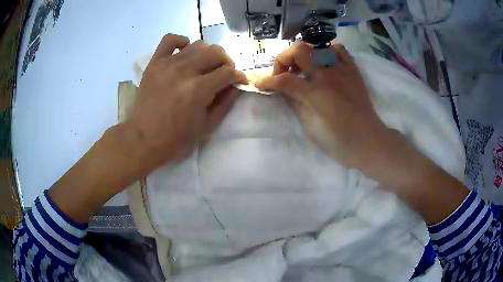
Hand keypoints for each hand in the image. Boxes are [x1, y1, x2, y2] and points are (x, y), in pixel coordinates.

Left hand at [127, 34, 246, 173]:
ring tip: (204, 66)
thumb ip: (225, 103)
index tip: (240, 81)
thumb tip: (236, 85)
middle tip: (223, 73)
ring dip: (208, 54)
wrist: (144, 139)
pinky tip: (185, 51)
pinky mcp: (155, 63)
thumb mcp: (207, 125)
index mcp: (199, 89)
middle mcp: (185, 71)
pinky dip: (181, 41)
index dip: (239, 76)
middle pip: (216, 53)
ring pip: (198, 44)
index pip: (228, 72)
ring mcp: (168, 64)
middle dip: (226, 62)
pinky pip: (170, 40)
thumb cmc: (177, 138)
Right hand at [258, 42, 469, 224]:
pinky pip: (339, 50)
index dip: (267, 81)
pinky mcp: (354, 71)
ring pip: (317, 47)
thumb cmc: (340, 142)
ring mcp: (343, 70)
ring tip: (303, 69)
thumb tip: (285, 91)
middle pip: (299, 50)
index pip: (284, 80)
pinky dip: (327, 52)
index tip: (260, 85)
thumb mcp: (312, 128)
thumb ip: (296, 104)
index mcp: (316, 93)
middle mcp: (329, 75)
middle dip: (284, 58)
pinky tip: (325, 64)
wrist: (370, 142)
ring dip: (304, 55)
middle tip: (283, 73)